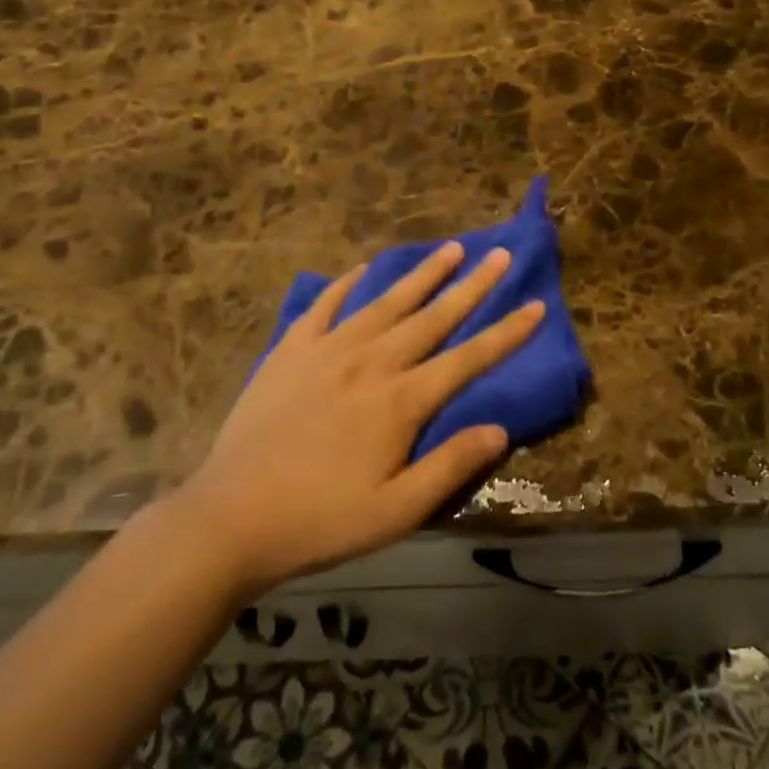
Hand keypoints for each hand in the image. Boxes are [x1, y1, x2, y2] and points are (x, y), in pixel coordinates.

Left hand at [178, 243, 545, 597]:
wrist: (233, 516)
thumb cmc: (321, 520)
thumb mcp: (397, 511)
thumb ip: (451, 465)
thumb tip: (500, 429)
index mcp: (401, 402)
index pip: (468, 359)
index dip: (506, 333)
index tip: (536, 305)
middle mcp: (371, 362)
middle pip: (432, 317)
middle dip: (472, 285)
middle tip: (499, 254)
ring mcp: (328, 350)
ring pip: (386, 302)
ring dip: (422, 274)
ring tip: (450, 248)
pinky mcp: (290, 350)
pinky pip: (325, 305)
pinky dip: (347, 284)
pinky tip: (363, 269)